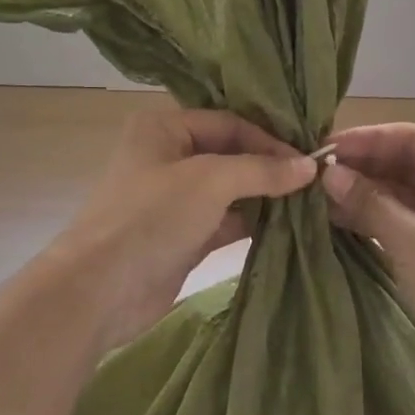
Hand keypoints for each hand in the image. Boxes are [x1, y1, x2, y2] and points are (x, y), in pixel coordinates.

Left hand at [52, 106, 315, 351]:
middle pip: (231, 154)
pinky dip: (252, 222)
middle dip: (269, 167)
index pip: (229, 123)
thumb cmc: (151, 217)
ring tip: (308, 202)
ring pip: (230, 190)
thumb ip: (262, 170)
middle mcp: (168, 157)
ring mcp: (174, 199)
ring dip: (265, 196)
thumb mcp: (210, 181)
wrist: (100, 291)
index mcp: (164, 128)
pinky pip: (225, 221)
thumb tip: (310, 166)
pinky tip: (286, 225)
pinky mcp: (182, 236)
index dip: (269, 140)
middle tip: (314, 180)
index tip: (308, 161)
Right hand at [321, 123, 414, 407]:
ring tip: (314, 195)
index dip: (368, 139)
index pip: (412, 139)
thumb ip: (370, 203)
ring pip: (397, 194)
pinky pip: (396, 221)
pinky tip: (333, 219)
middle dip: (360, 166)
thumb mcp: (414, 242)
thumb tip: (328, 173)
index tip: (324, 147)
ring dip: (360, 193)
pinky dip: (368, 219)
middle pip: (403, 164)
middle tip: (312, 173)